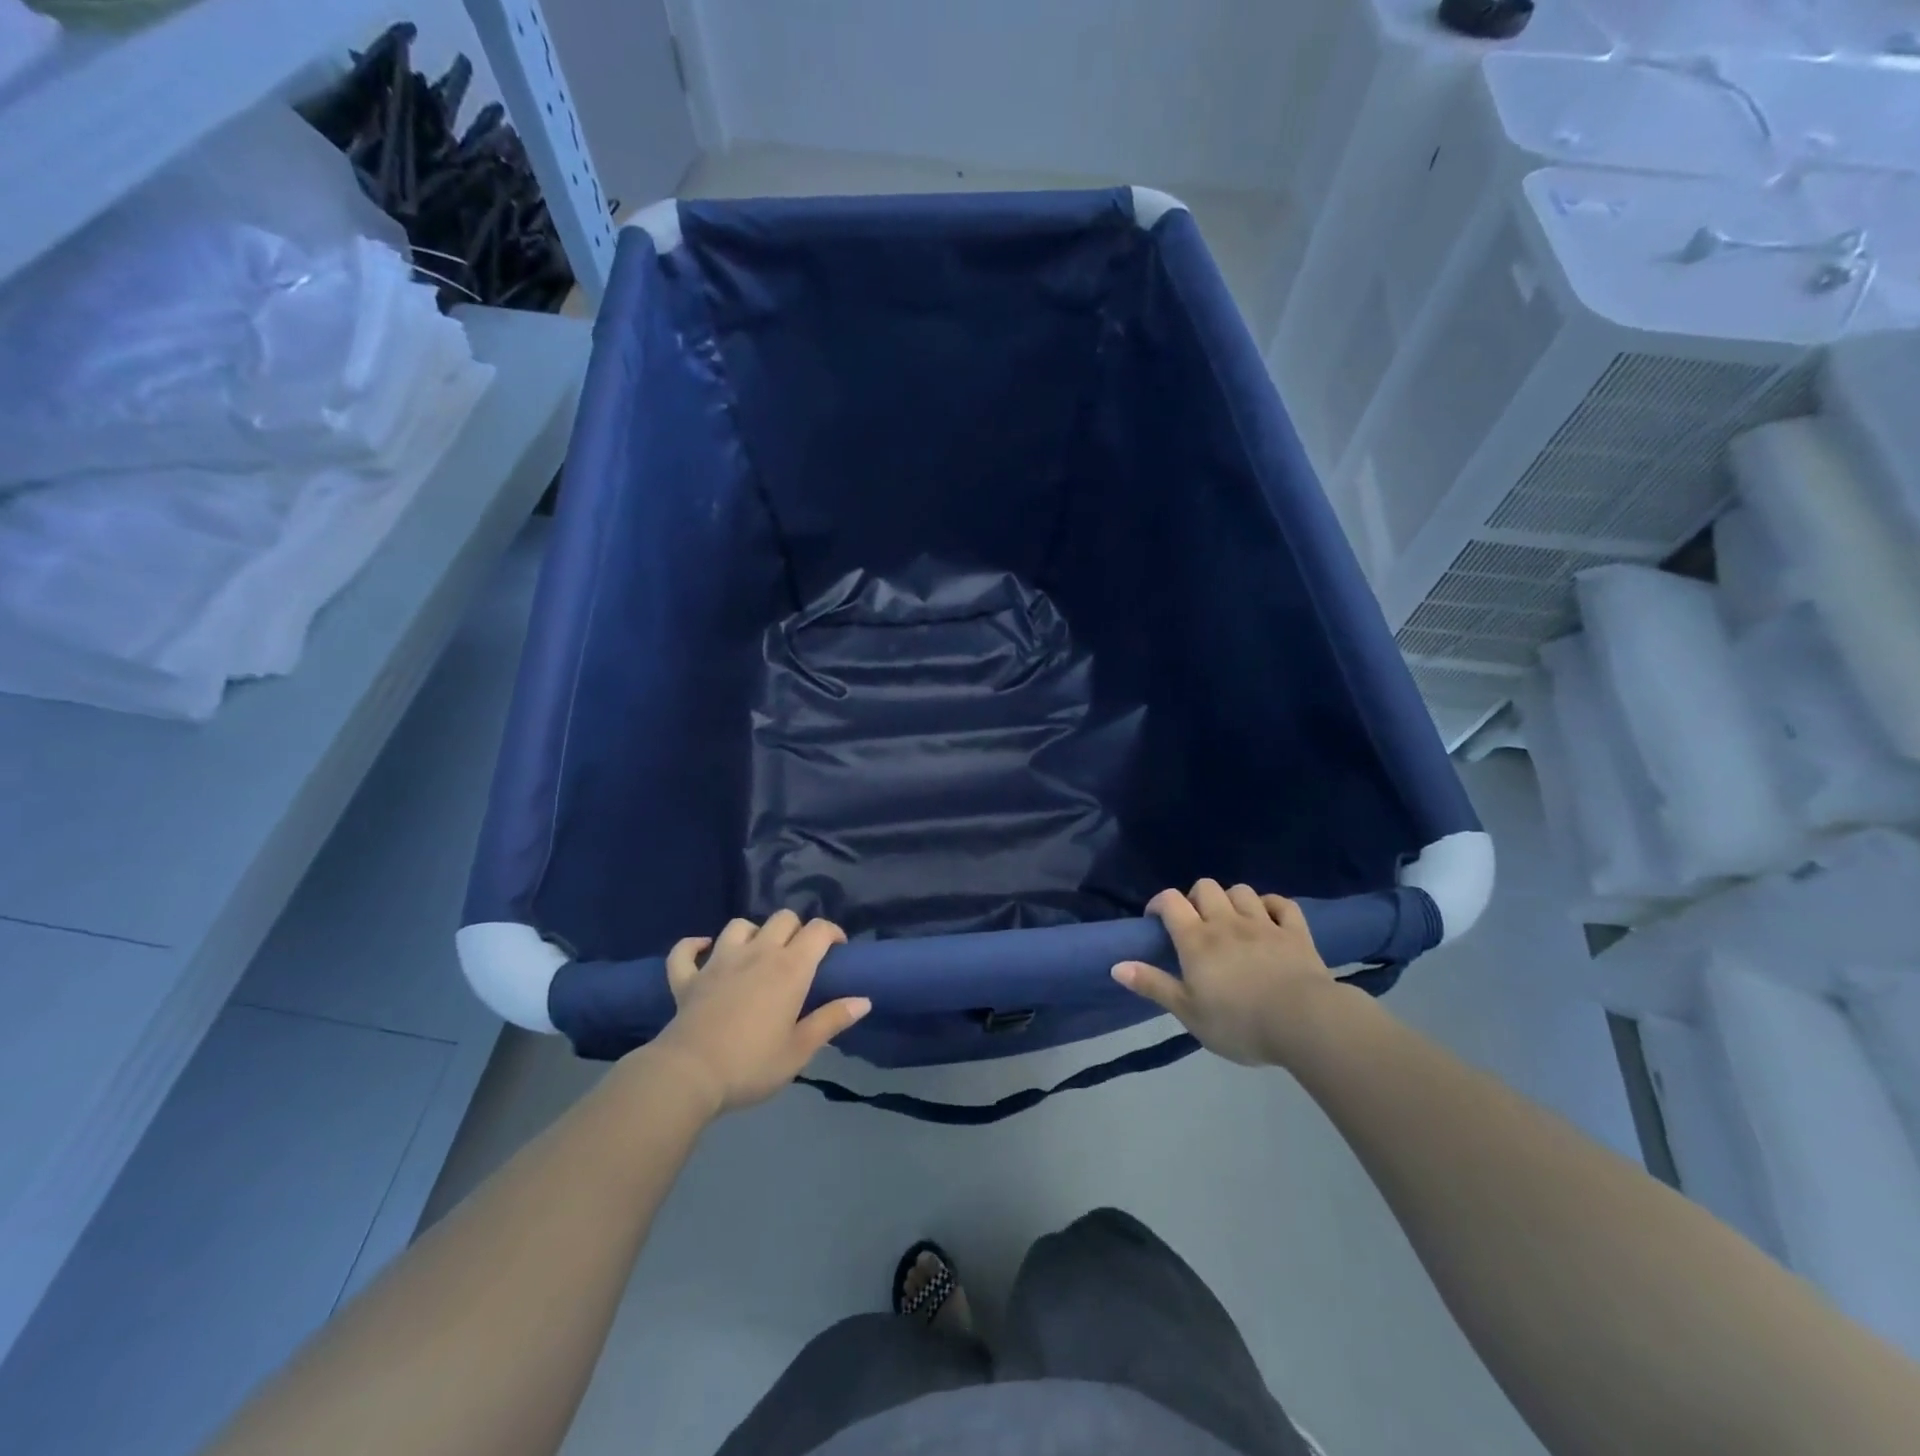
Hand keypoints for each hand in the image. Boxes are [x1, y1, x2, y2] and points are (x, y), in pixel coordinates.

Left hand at [649, 912, 868, 1114]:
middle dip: (796, 930)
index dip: (832, 933)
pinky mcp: (688, 978)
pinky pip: (686, 952)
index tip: (837, 951)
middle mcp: (757, 953)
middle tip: (800, 957)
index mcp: (790, 968)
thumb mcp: (800, 1049)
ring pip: (739, 926)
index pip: (818, 930)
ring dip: (752, 934)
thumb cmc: (752, 1064)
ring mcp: (719, 961)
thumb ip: (832, 1020)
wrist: (690, 1076)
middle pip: (782, 919)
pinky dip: (694, 946)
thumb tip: (864, 1000)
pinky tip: (703, 949)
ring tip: (757, 953)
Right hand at [1111, 879, 1338, 1067]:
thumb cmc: (1238, 1022)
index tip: (1155, 919)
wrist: (1304, 1022)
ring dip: (1231, 900)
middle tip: (1195, 923)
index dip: (1159, 902)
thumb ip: (1153, 985)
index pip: (1170, 901)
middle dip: (1195, 898)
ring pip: (1241, 890)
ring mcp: (1263, 924)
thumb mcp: (1188, 1012)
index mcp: (1196, 940)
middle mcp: (1226, 922)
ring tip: (1231, 921)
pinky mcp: (1295, 932)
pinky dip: (1271, 905)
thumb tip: (1115, 965)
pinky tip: (1268, 918)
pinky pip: (1282, 903)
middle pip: (1205, 887)